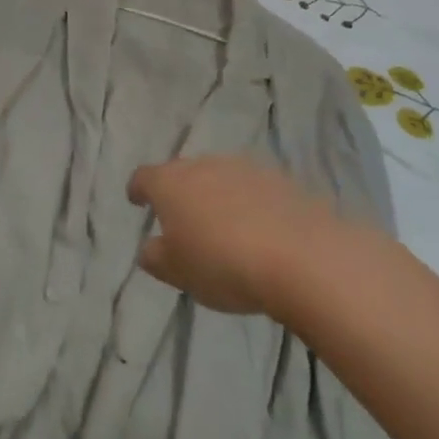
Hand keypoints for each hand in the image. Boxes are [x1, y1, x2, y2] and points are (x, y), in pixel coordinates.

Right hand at [128, 156, 340, 316]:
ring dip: (218, 197)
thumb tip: (150, 248)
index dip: (138, 189)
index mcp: (169, 182)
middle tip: (184, 220)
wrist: (302, 257)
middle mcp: (203, 165)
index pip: (143, 177)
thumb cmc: (223, 264)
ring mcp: (244, 169)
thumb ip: (156, 257)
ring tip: (225, 227)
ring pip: (221, 178)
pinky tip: (260, 231)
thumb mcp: (178, 273)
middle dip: (181, 192)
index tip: (136, 200)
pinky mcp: (281, 180)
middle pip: (183, 173)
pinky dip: (252, 205)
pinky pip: (255, 190)